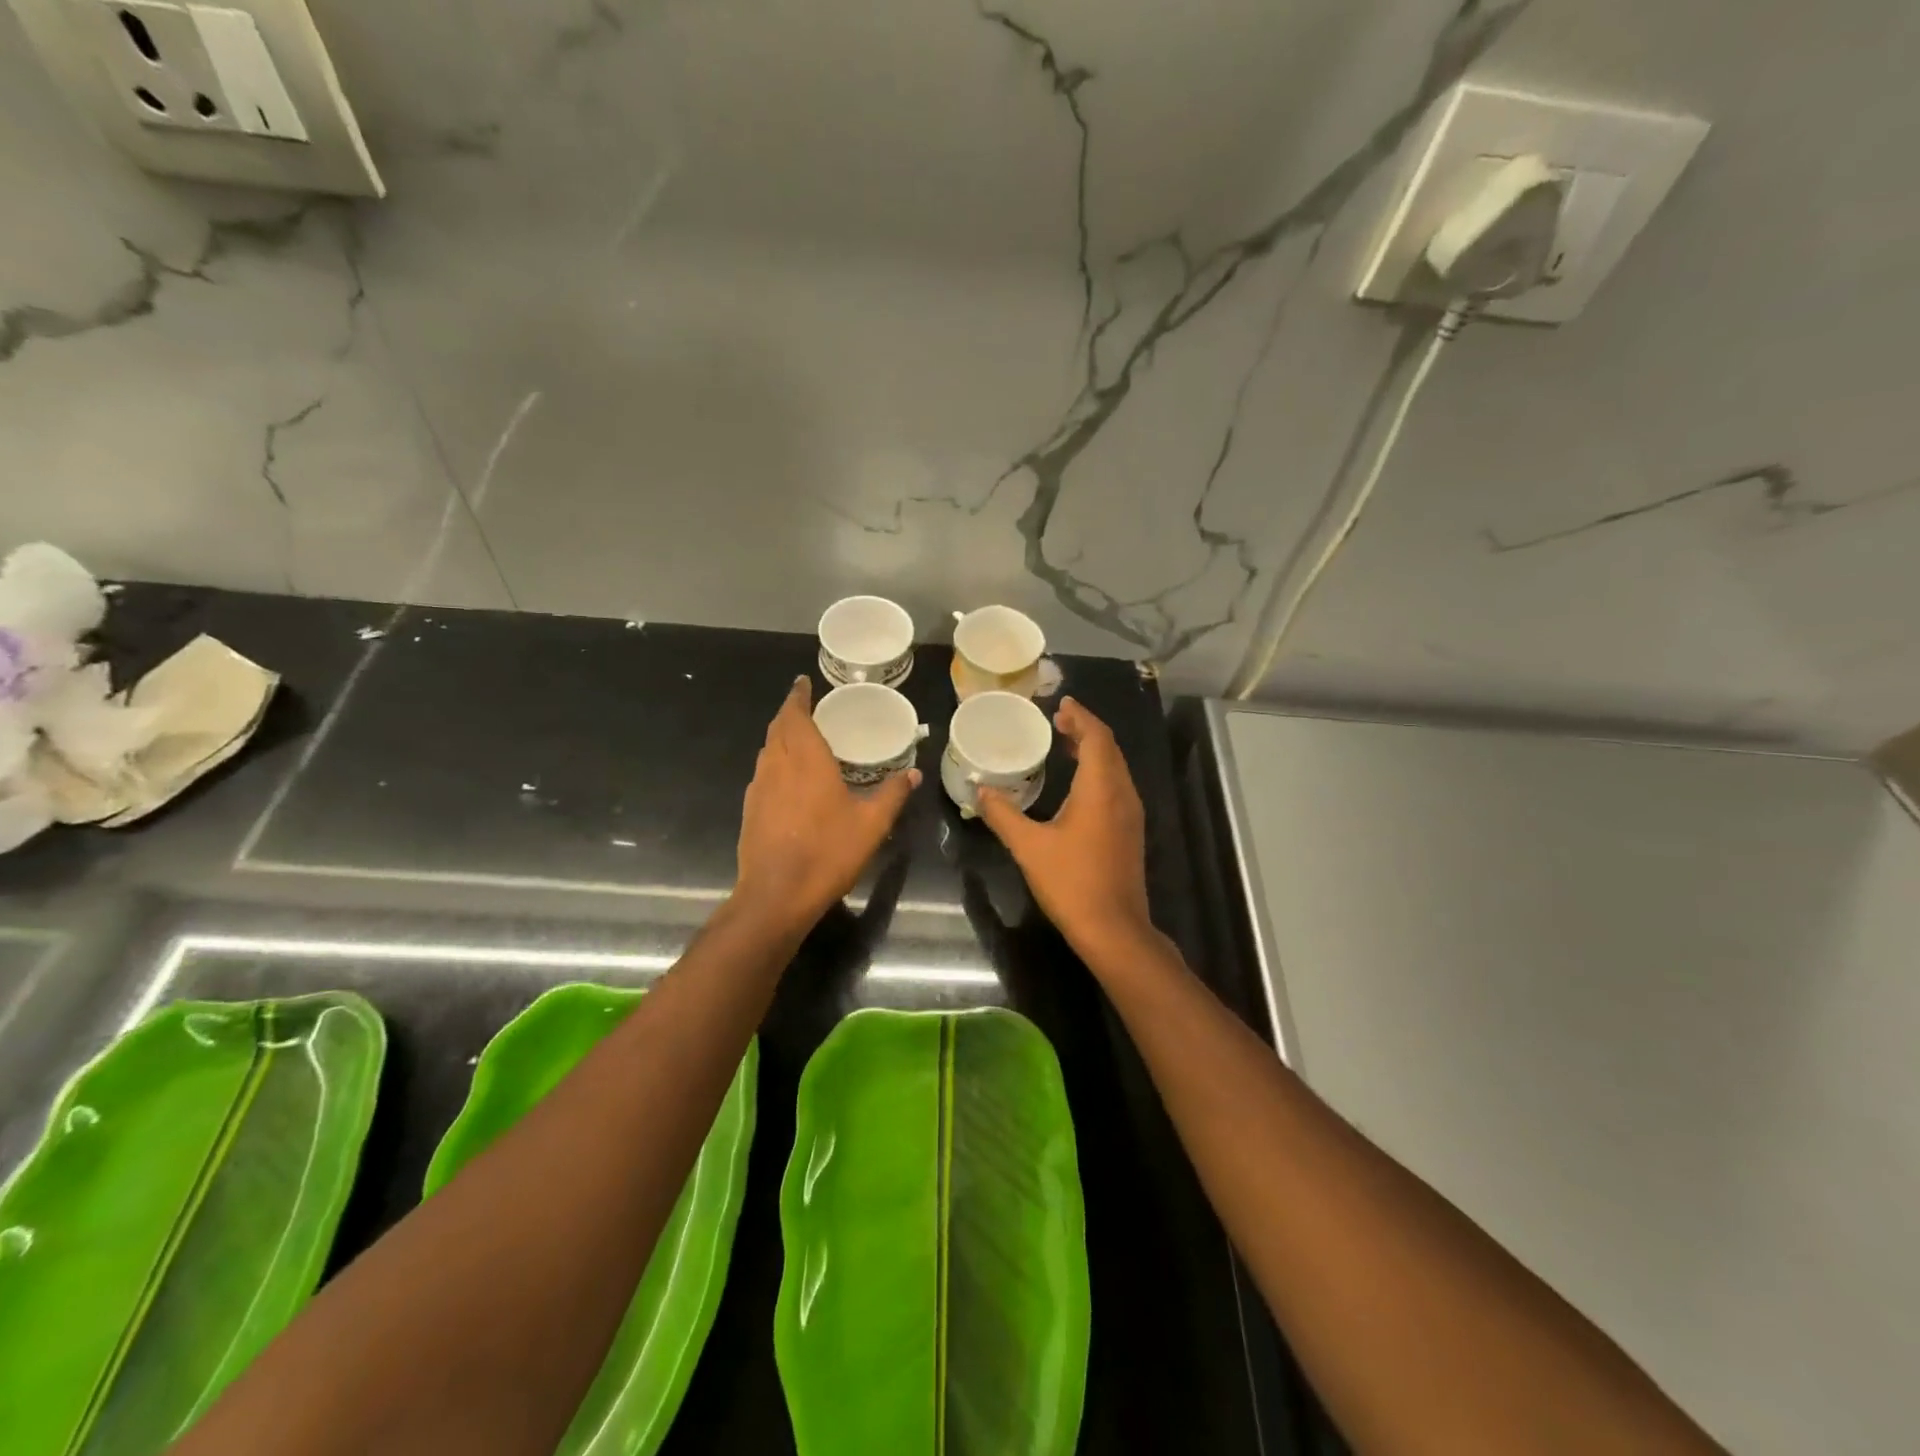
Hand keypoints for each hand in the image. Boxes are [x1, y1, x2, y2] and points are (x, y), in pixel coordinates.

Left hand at [735, 677, 918, 926]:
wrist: (776, 895)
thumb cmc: (827, 852)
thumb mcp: (871, 824)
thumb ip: (892, 795)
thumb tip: (913, 773)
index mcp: (806, 760)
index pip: (796, 715)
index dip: (798, 696)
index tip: (802, 682)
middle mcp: (777, 765)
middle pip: (777, 728)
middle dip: (790, 713)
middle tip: (808, 707)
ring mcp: (758, 788)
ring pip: (767, 750)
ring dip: (780, 737)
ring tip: (800, 738)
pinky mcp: (750, 809)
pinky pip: (763, 772)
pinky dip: (776, 762)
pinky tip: (790, 779)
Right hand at [976, 697, 1155, 960]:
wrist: (1113, 928)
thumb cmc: (1071, 882)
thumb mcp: (1028, 846)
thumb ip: (1002, 815)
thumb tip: (979, 790)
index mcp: (1100, 789)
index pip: (1096, 737)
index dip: (1080, 716)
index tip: (1060, 704)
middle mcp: (1121, 794)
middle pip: (1109, 748)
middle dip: (1085, 730)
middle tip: (1057, 721)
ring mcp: (1130, 814)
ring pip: (1115, 768)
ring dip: (1093, 750)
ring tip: (1065, 744)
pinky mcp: (1130, 831)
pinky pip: (1116, 786)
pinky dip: (1099, 771)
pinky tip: (1077, 784)